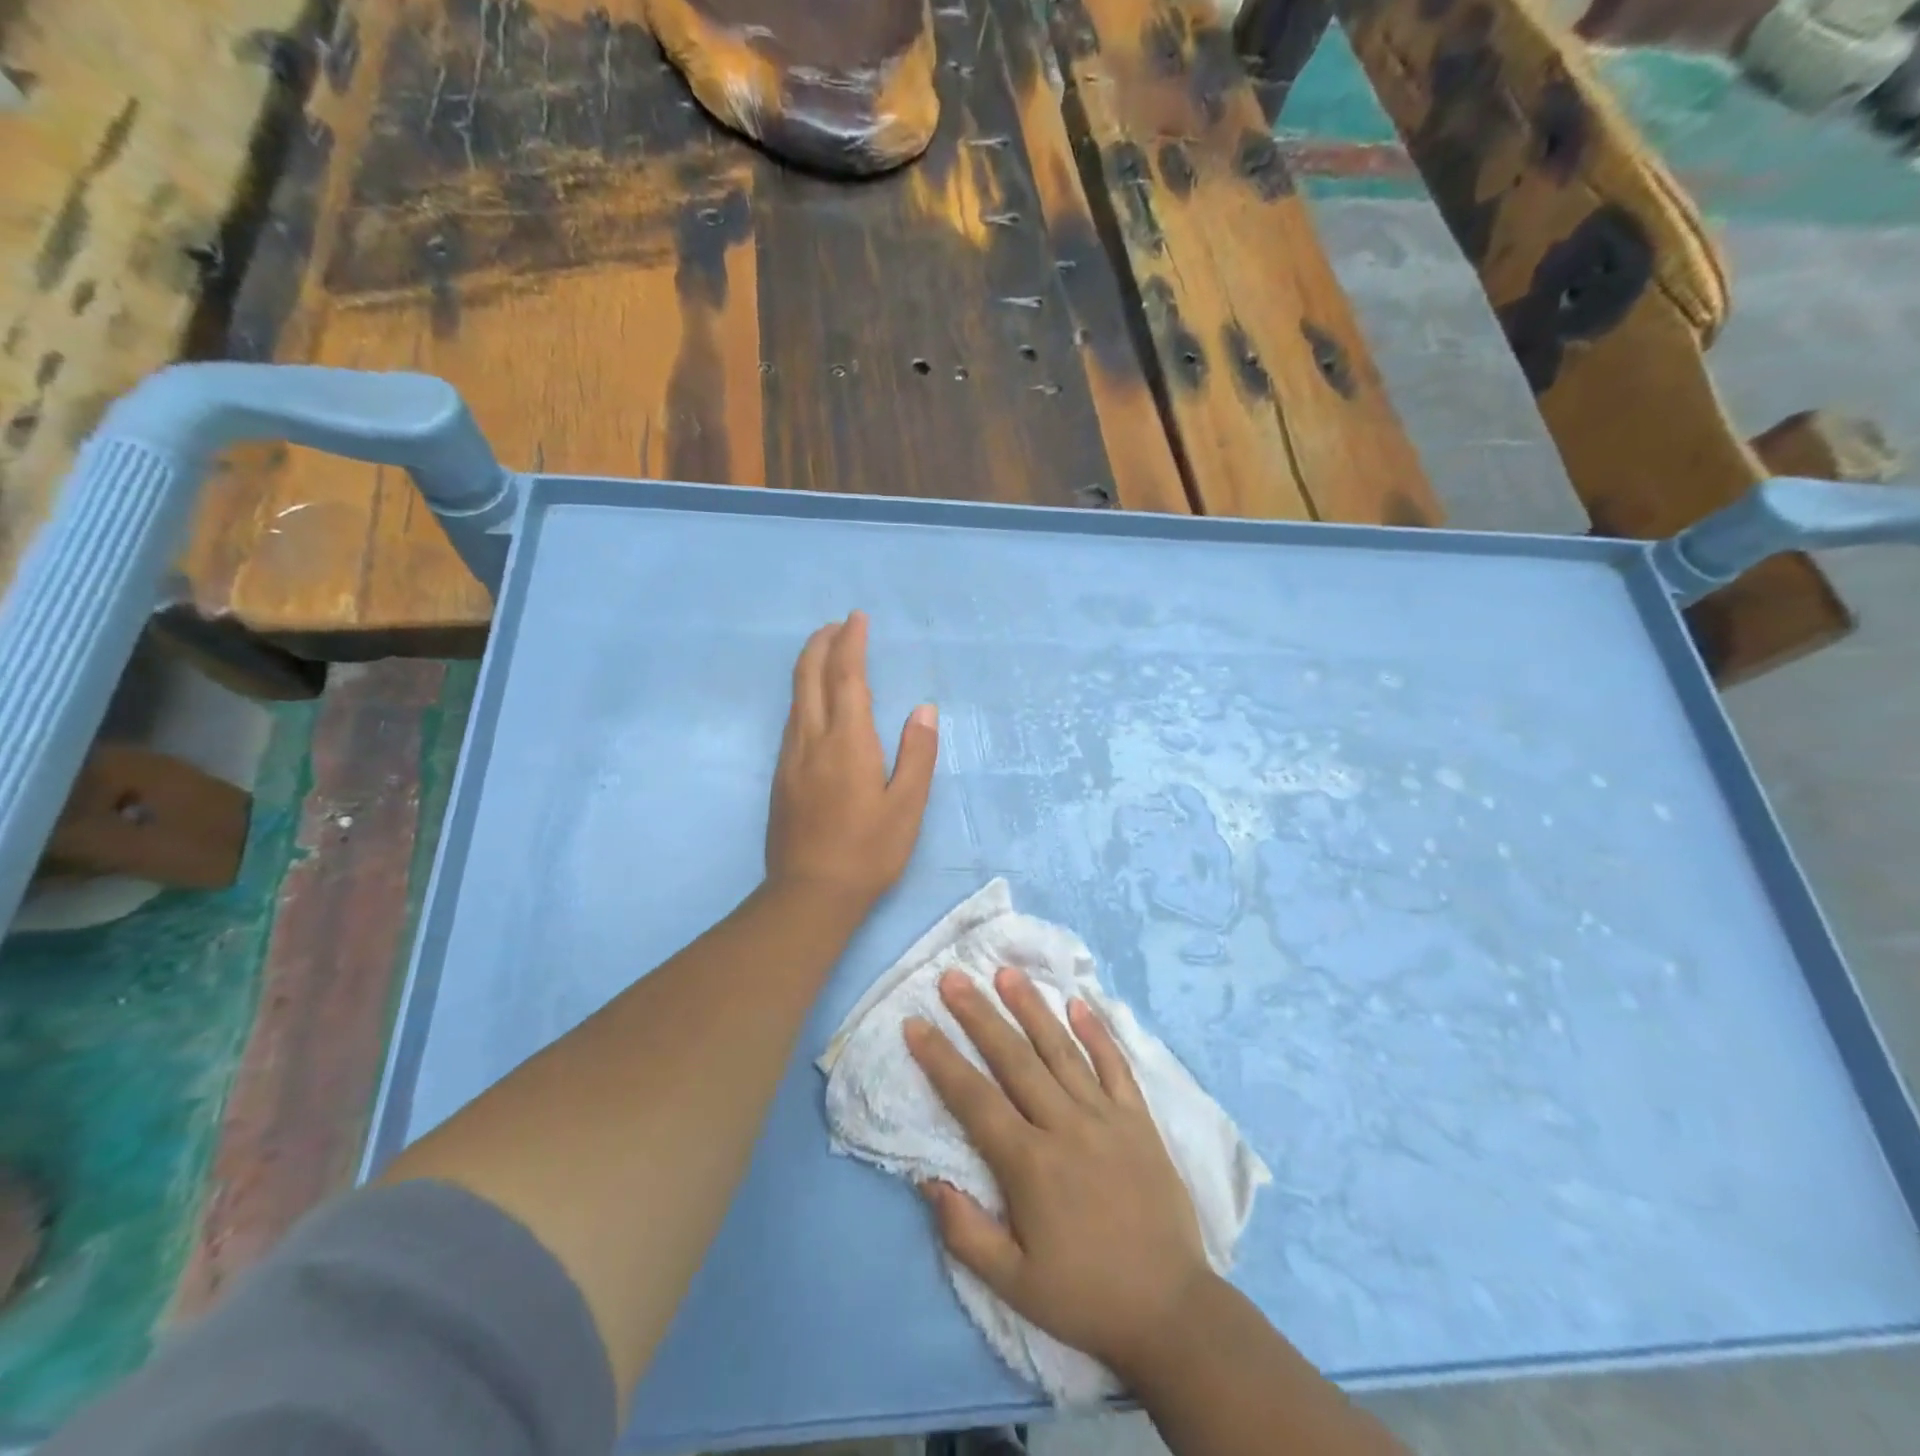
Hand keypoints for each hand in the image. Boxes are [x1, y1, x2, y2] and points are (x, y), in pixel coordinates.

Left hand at [766, 612, 937, 912]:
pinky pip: (792, 719)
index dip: (851, 643)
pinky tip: (814, 703)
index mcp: (847, 742)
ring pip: (795, 697)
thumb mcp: (907, 807)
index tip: (857, 618)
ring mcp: (790, 758)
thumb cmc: (867, 852)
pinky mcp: (780, 776)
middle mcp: (811, 740)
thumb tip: (923, 709)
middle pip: (809, 676)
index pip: (847, 677)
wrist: (809, 894)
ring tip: (826, 652)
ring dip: (809, 666)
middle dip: (821, 643)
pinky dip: (804, 694)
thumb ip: (916, 754)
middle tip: (837, 625)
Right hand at [905, 967, 1213, 1377]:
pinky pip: (1115, 1066)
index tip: (915, 1024)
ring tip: (1007, 973)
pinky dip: (1097, 1033)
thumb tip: (928, 1179)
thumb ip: (965, 1232)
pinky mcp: (1139, 1120)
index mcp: (1030, 1164)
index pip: (974, 1098)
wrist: (1172, 1311)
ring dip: (1032, 1008)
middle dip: (979, 1015)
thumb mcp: (1013, 1285)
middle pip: (1014, 1059)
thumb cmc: (1085, 1297)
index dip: (941, 1059)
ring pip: (1061, 1050)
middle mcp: (1065, 1126)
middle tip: (953, 977)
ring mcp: (1106, 1117)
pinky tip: (1079, 1003)